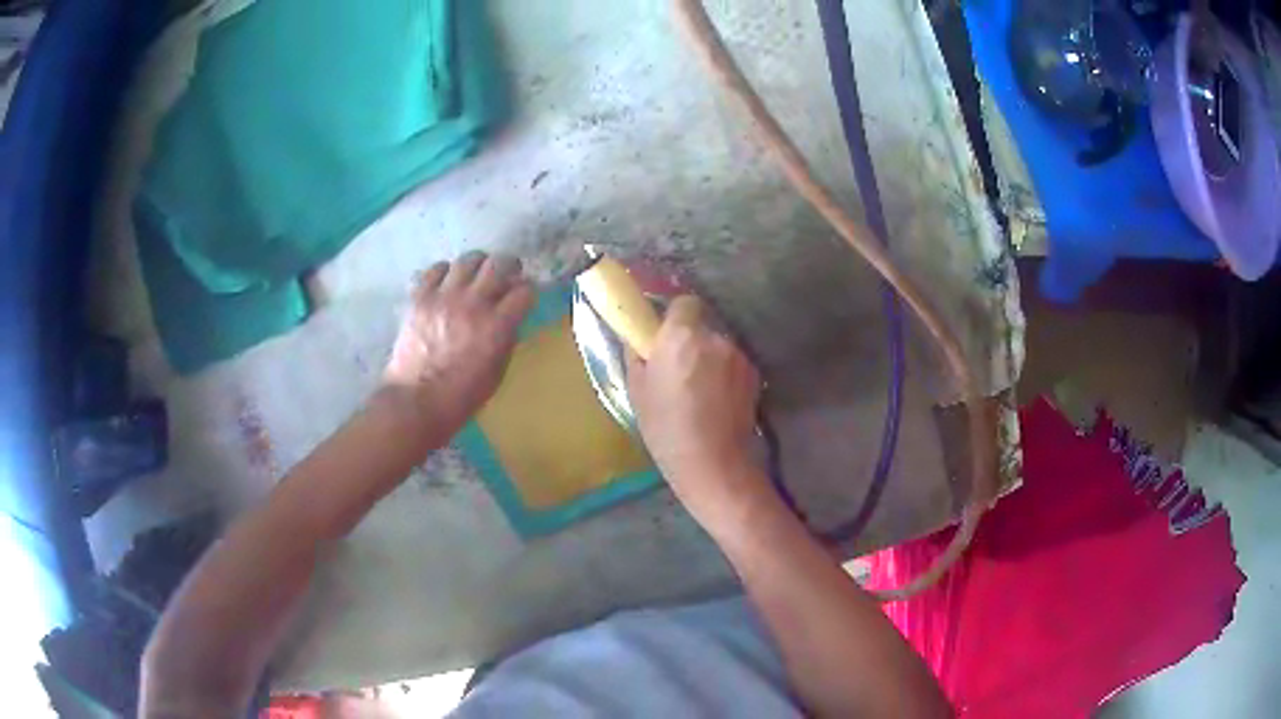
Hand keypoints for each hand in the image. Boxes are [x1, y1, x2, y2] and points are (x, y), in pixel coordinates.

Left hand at [382, 252, 534, 439]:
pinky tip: (448, 282)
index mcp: (497, 326)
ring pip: (469, 260)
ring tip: (477, 274)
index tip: (524, 296)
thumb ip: (506, 339)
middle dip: (509, 267)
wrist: (416, 401)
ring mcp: (444, 297)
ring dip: (479, 264)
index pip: (525, 291)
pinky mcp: (420, 297)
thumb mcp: (497, 371)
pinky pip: (436, 269)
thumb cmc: (461, 396)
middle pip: (499, 264)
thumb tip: (509, 319)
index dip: (528, 291)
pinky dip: (446, 271)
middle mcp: (474, 304)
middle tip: (507, 274)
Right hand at [627, 296, 767, 520]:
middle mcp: (715, 337)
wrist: (714, 463)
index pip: (683, 301)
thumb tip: (638, 338)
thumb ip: (637, 354)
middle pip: (702, 325)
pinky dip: (725, 374)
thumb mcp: (637, 391)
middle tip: (678, 367)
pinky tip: (717, 400)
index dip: (674, 316)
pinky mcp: (754, 374)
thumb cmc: (667, 429)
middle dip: (691, 339)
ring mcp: (739, 355)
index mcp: (681, 336)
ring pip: (719, 345)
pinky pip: (733, 363)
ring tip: (700, 390)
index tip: (664, 335)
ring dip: (709, 358)